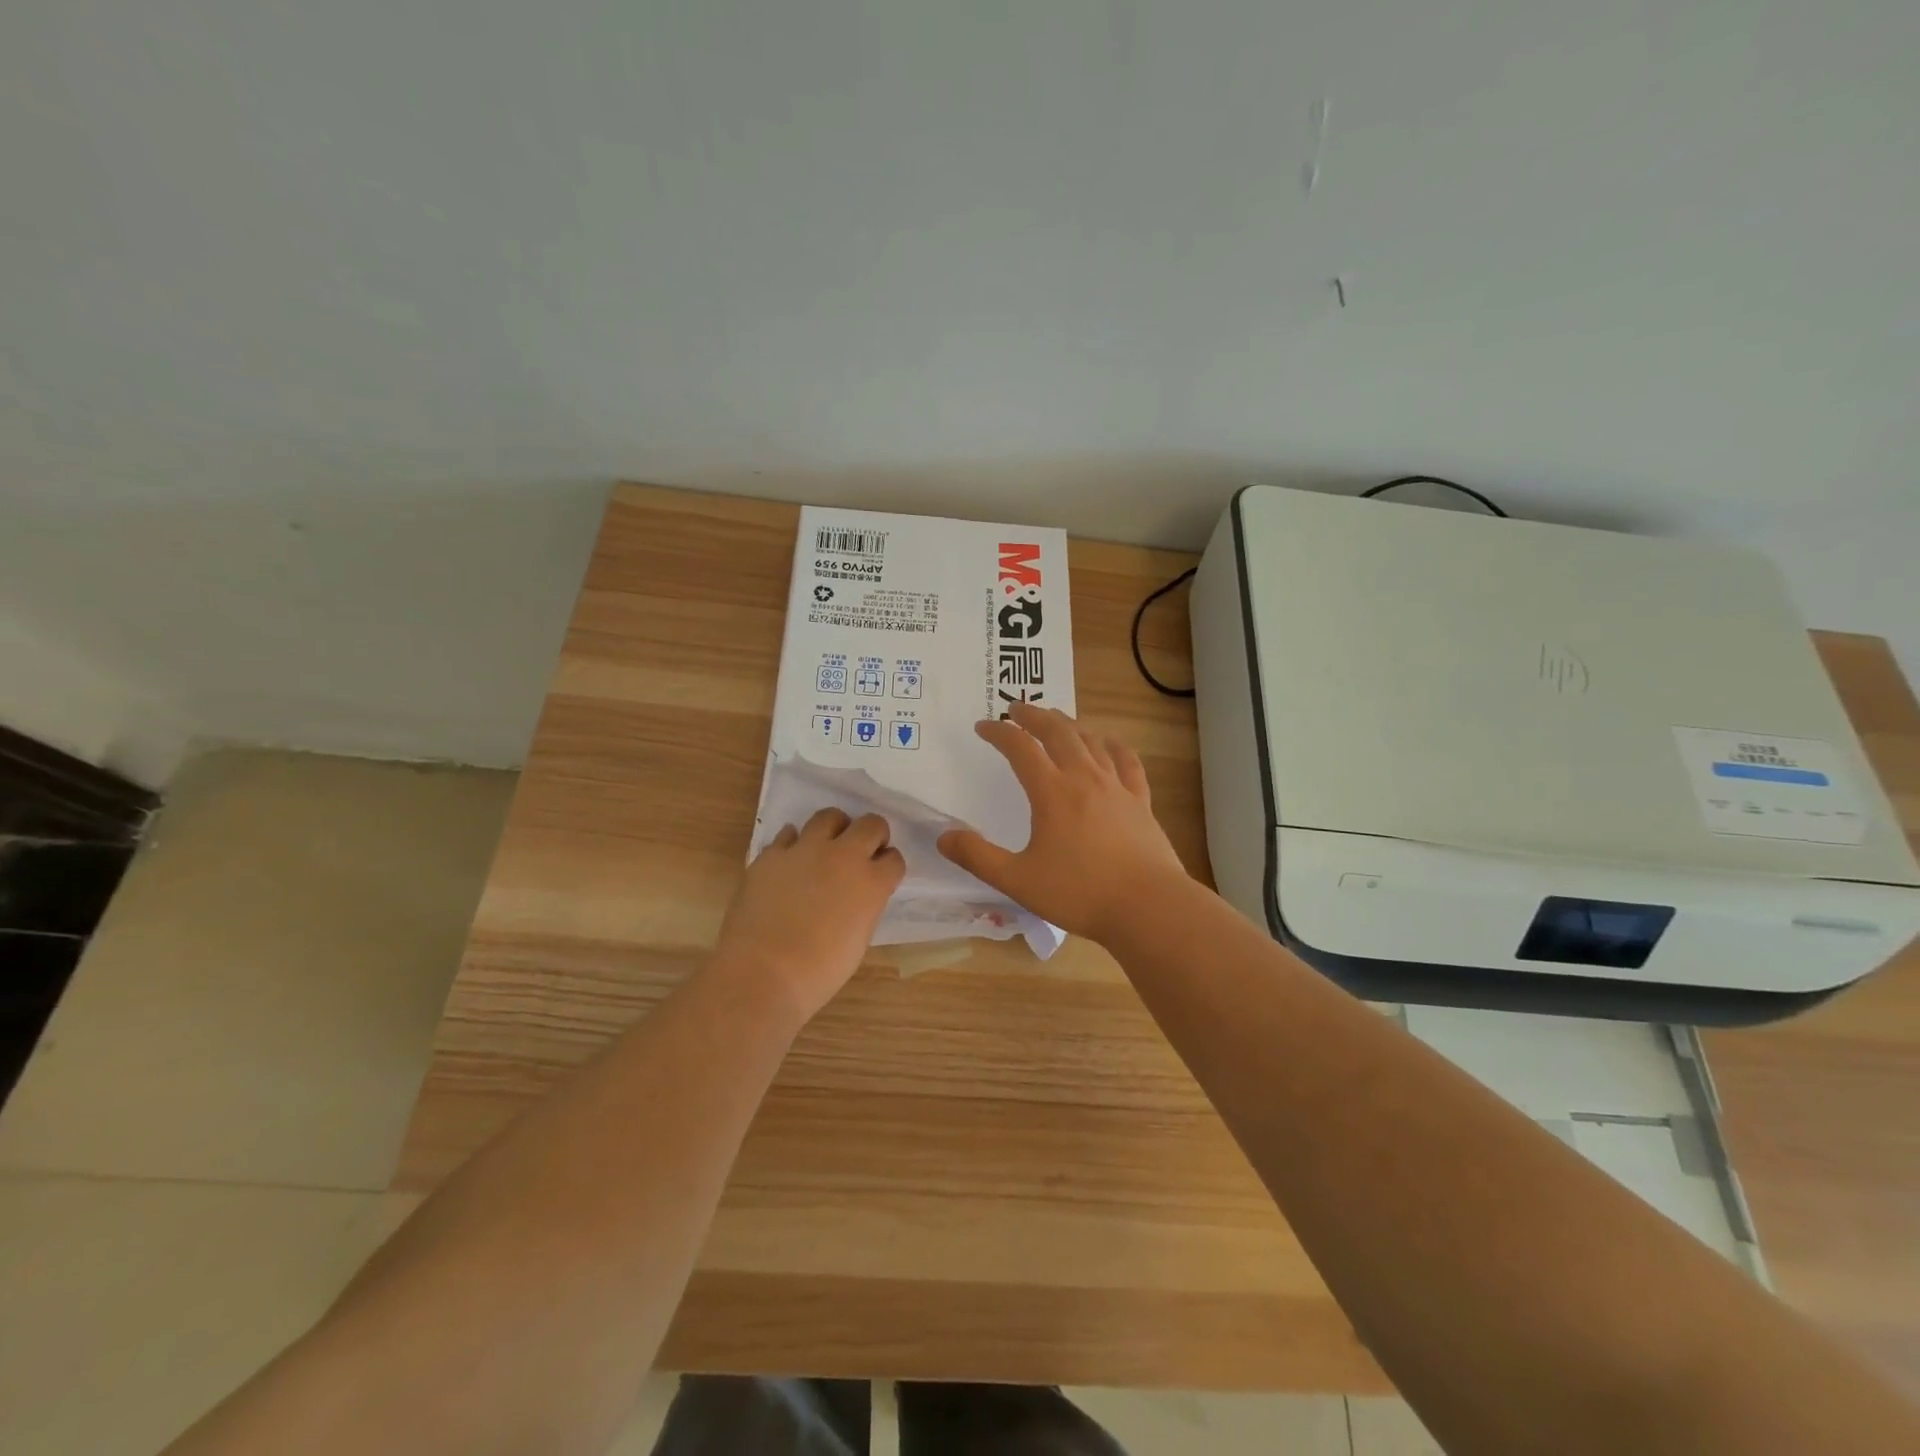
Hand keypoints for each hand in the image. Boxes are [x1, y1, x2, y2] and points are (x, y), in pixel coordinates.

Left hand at [713, 808, 905, 1021]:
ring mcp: (806, 850)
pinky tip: (791, 860)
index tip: (881, 874)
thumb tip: (857, 896)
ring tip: (827, 847)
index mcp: (872, 883)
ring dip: (835, 829)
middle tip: (861, 852)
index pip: (894, 859)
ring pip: (829, 816)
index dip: (888, 866)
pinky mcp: (772, 854)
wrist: (762, 973)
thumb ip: (864, 907)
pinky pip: (788, 834)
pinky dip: (794, 843)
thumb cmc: (818, 971)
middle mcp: (844, 856)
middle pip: (871, 824)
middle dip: (872, 835)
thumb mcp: (858, 939)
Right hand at [937, 702, 1190, 942]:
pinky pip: (1127, 762)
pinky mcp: (1140, 801)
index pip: (1020, 748)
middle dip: (1034, 716)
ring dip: (1069, 725)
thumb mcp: (1018, 880)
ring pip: (1091, 741)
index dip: (999, 732)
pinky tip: (1109, 743)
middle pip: (1058, 732)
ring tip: (1055, 720)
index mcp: (1052, 792)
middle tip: (1017, 709)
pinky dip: (1114, 746)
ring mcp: (1116, 787)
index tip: (983, 727)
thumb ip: (978, 857)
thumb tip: (944, 837)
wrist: (1148, 906)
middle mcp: (1084, 778)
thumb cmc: (1079, 893)